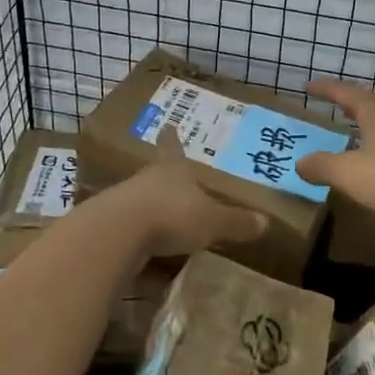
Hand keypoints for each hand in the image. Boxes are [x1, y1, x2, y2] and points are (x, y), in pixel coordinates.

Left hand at [108, 130, 269, 259]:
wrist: (118, 232)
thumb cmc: (172, 215)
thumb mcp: (212, 221)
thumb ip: (236, 222)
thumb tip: (266, 222)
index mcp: (172, 170)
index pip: (172, 148)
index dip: (172, 139)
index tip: (168, 125)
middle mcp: (146, 179)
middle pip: (155, 173)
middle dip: (163, 177)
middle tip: (171, 179)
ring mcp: (124, 201)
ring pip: (139, 199)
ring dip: (149, 206)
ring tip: (160, 218)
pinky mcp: (109, 226)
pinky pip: (128, 228)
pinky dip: (137, 235)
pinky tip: (143, 248)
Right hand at [295, 80, 374, 222]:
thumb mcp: (349, 175)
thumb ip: (321, 166)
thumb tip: (300, 163)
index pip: (344, 92)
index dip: (325, 89)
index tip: (308, 86)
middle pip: (370, 100)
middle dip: (350, 101)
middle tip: (334, 104)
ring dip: (369, 119)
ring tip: (356, 127)